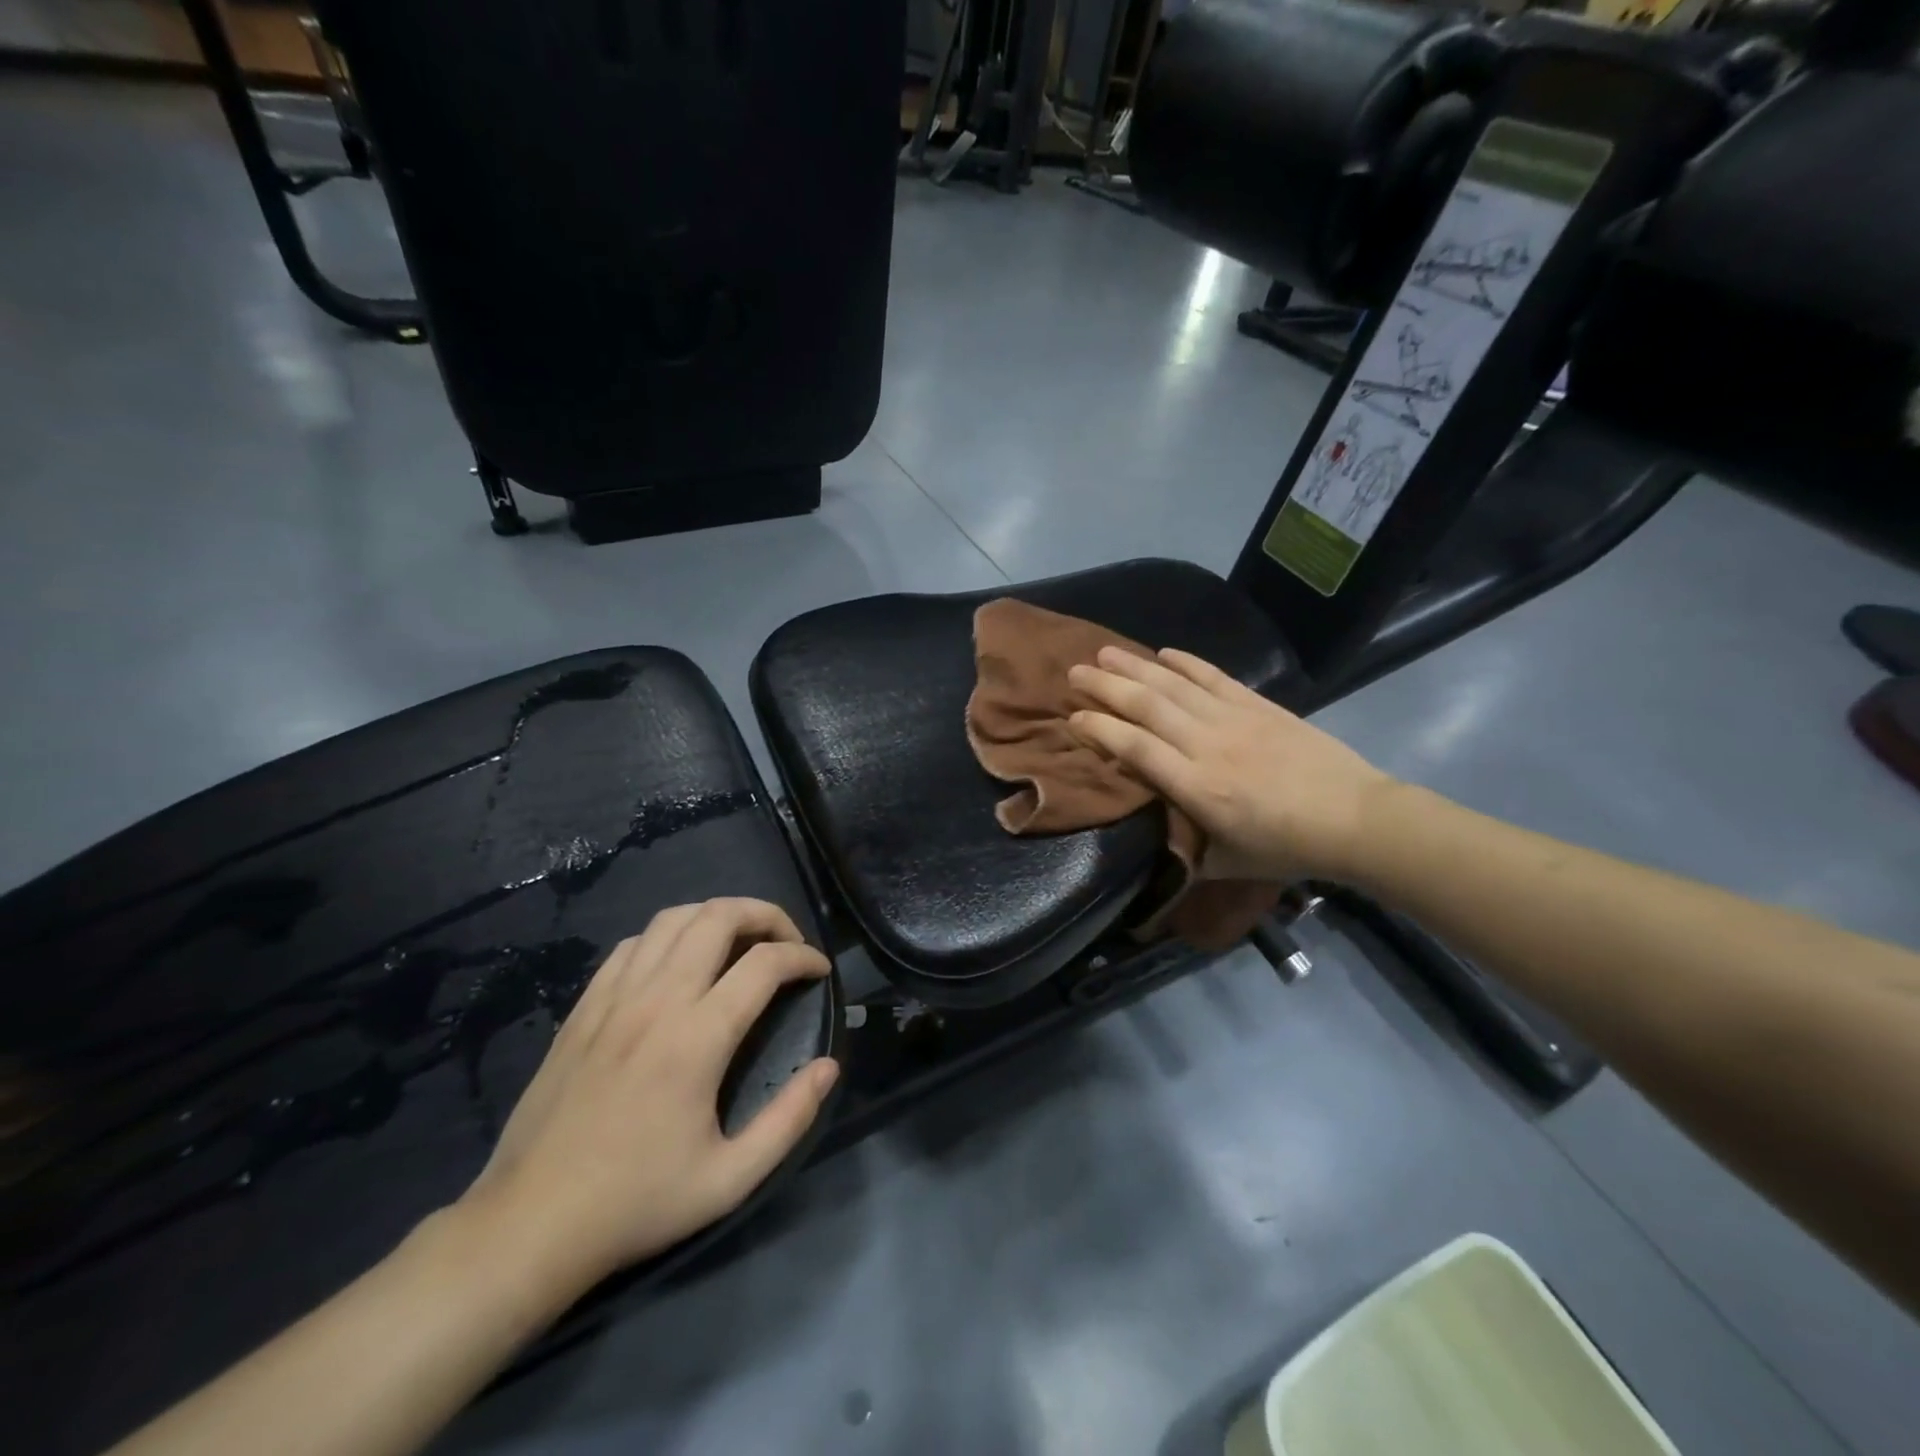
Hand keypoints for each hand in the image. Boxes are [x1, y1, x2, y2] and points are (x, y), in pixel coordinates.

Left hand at [451, 899, 837, 1309]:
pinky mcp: (584, 1007)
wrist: (530, 1224)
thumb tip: (829, 1067)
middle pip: (718, 917)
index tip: (820, 971)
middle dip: (765, 915)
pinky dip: (668, 936)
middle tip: (786, 942)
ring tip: (738, 941)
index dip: (803, 957)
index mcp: (697, 1038)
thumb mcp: (730, 1179)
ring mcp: (614, 998)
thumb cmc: (637, 1202)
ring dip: (716, 916)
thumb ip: (789, 1119)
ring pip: (673, 919)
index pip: (764, 964)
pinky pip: (632, 944)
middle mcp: (657, 1001)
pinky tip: (678, 963)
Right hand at [1067, 647, 1394, 883]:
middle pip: (1147, 706)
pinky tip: (1163, 651)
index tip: (1073, 718)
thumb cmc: (1286, 847)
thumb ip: (1184, 848)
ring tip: (1104, 650)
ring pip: (1174, 685)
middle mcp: (1208, 745)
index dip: (1100, 729)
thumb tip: (1149, 835)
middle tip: (1074, 670)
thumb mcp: (1225, 862)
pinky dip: (1187, 662)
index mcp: (1197, 788)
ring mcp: (1234, 719)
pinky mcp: (1259, 705)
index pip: (1135, 747)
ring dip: (1136, 666)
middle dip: (1106, 686)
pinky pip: (1214, 677)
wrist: (1355, 819)